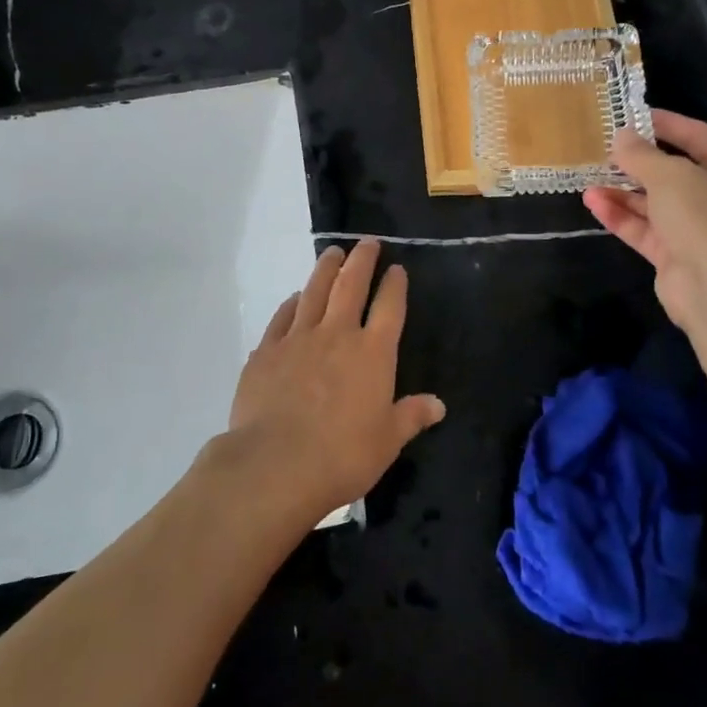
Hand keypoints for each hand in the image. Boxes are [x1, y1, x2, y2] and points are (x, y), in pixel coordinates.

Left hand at [224, 239, 445, 525]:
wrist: (276, 464)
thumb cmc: (342, 456)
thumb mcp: (387, 441)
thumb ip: (411, 417)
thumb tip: (438, 404)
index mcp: (373, 353)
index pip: (389, 307)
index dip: (394, 285)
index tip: (397, 268)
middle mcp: (337, 334)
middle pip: (351, 286)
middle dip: (362, 261)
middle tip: (367, 243)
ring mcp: (299, 338)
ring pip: (315, 291)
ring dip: (326, 269)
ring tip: (332, 253)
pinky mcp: (267, 351)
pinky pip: (282, 317)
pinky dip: (292, 303)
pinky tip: (295, 298)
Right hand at [583, 110, 706, 337]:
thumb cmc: (704, 215)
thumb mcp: (669, 174)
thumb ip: (640, 154)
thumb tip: (620, 136)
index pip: (698, 136)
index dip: (667, 124)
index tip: (632, 116)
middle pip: (673, 172)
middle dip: (637, 162)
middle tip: (603, 150)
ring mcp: (696, 229)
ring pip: (654, 203)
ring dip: (622, 192)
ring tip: (588, 180)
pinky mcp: (675, 256)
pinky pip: (644, 230)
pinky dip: (621, 216)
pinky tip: (593, 203)